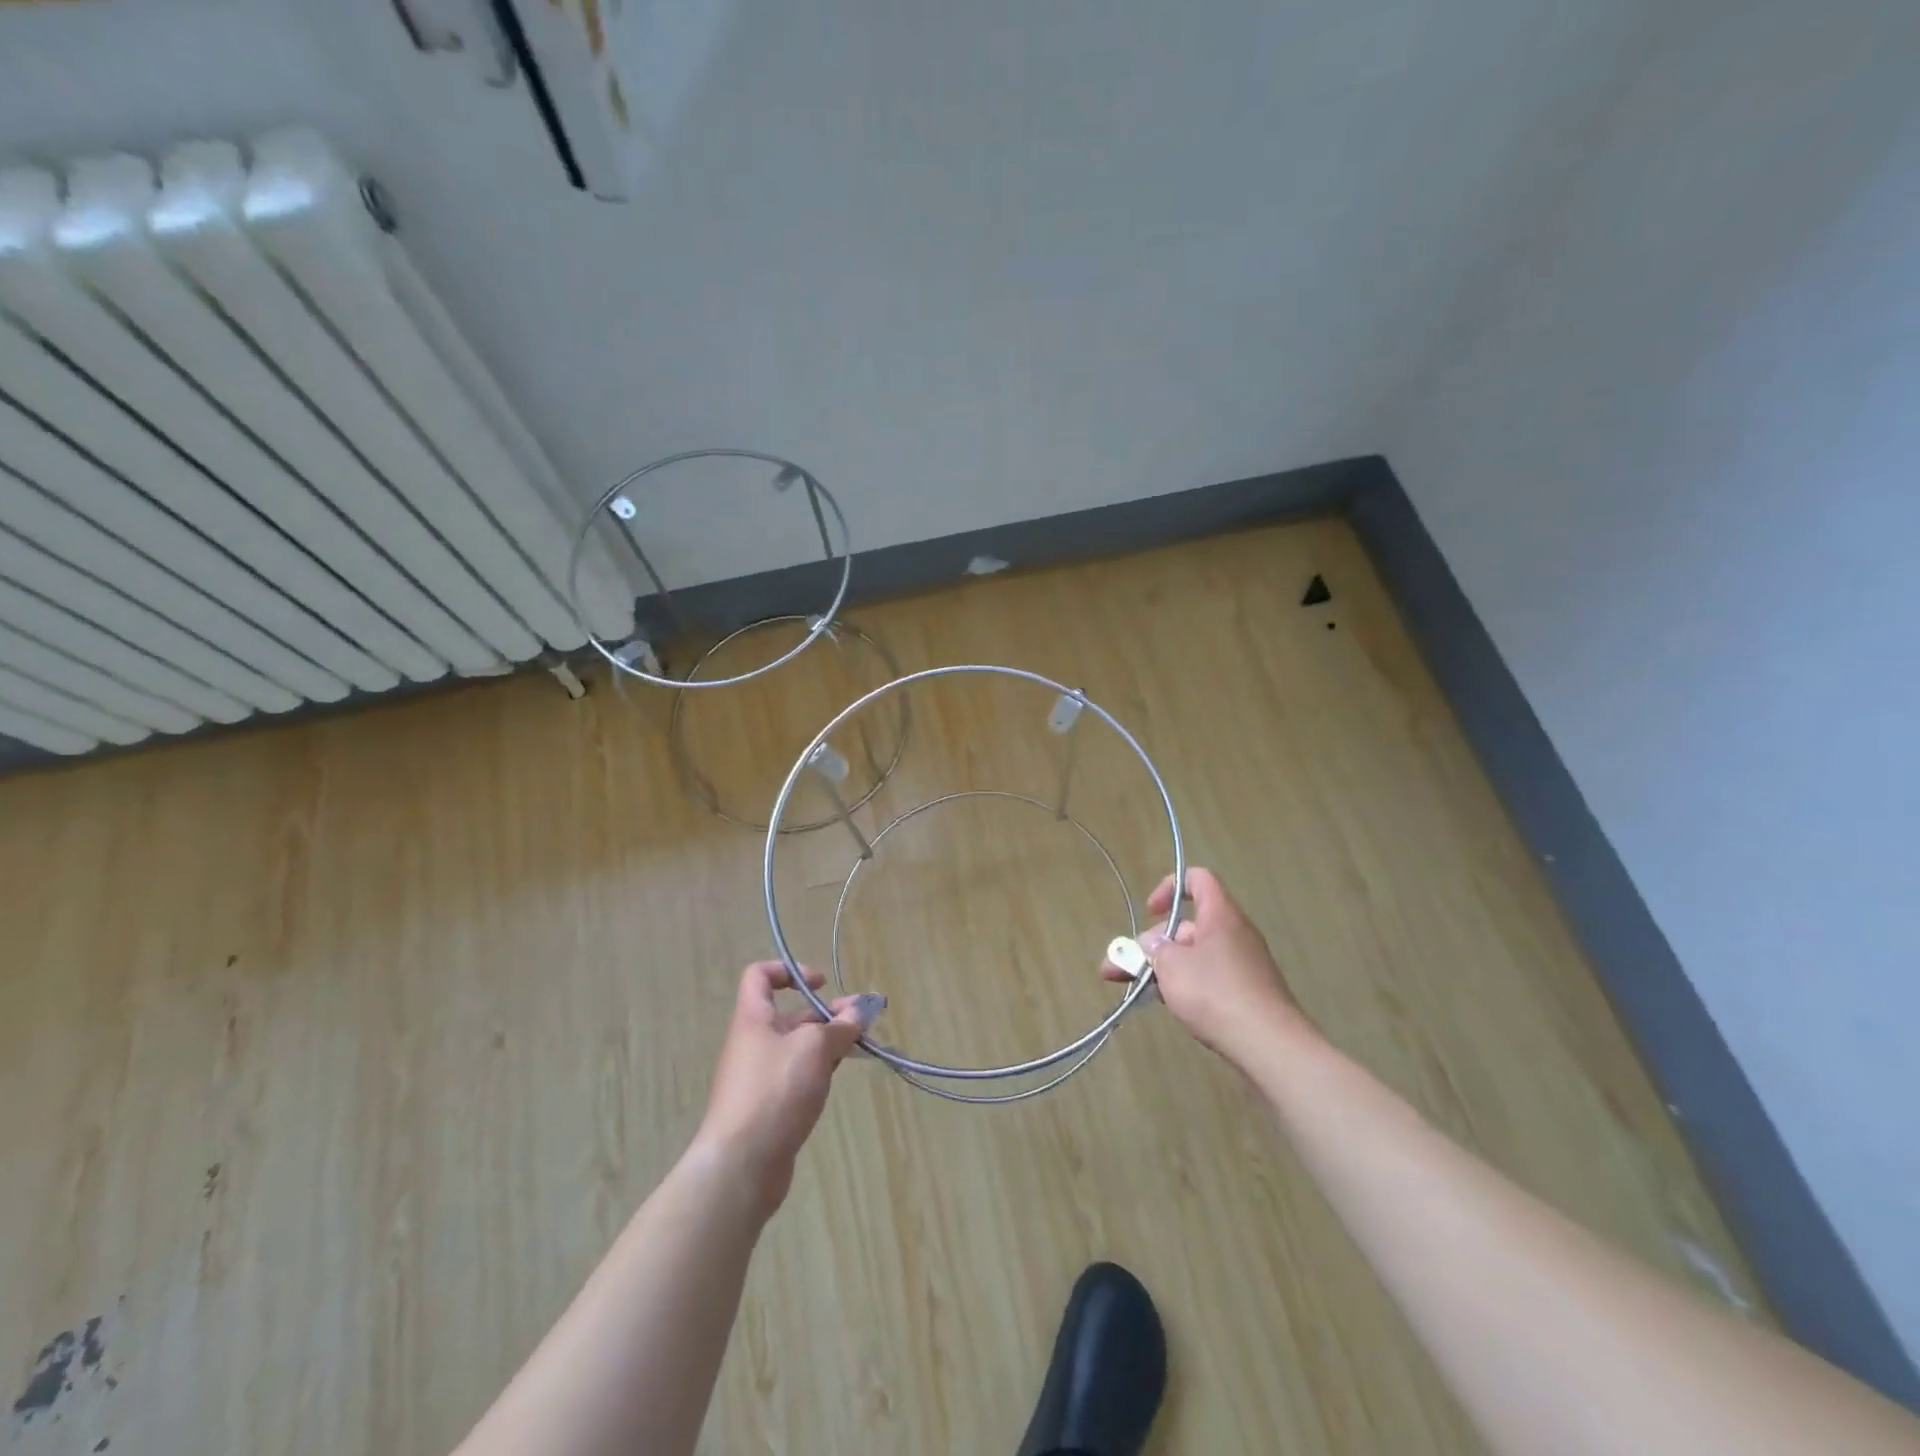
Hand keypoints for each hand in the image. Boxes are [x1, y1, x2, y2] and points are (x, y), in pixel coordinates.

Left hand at [694, 961, 864, 1213]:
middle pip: (790, 1015)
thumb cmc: (775, 1090)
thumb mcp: (815, 1048)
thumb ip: (839, 1027)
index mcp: (754, 1019)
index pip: (760, 976)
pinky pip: (797, 1077)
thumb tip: (857, 1013)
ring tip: (860, 1046)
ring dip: (828, 1042)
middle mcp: (754, 1043)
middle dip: (827, 1012)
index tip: (821, 984)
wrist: (741, 1165)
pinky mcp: (769, 1107)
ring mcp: (760, 1078)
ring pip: (798, 1048)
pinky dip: (819, 1070)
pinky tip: (838, 1077)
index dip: (789, 971)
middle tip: (862, 1019)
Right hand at [1104, 868, 1310, 1068]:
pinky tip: (1168, 1005)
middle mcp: (1235, 934)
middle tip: (1121, 968)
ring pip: (1195, 956)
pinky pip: (1209, 978)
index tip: (1151, 912)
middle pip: (1188, 926)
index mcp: (1220, 915)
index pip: (1198, 879)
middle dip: (1152, 944)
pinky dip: (1186, 985)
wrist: (1269, 1045)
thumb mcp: (1171, 966)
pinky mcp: (1246, 993)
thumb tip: (1152, 945)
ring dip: (1163, 968)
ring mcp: (1243, 965)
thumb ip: (1154, 950)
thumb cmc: (1215, 993)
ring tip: (1135, 989)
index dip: (1170, 887)